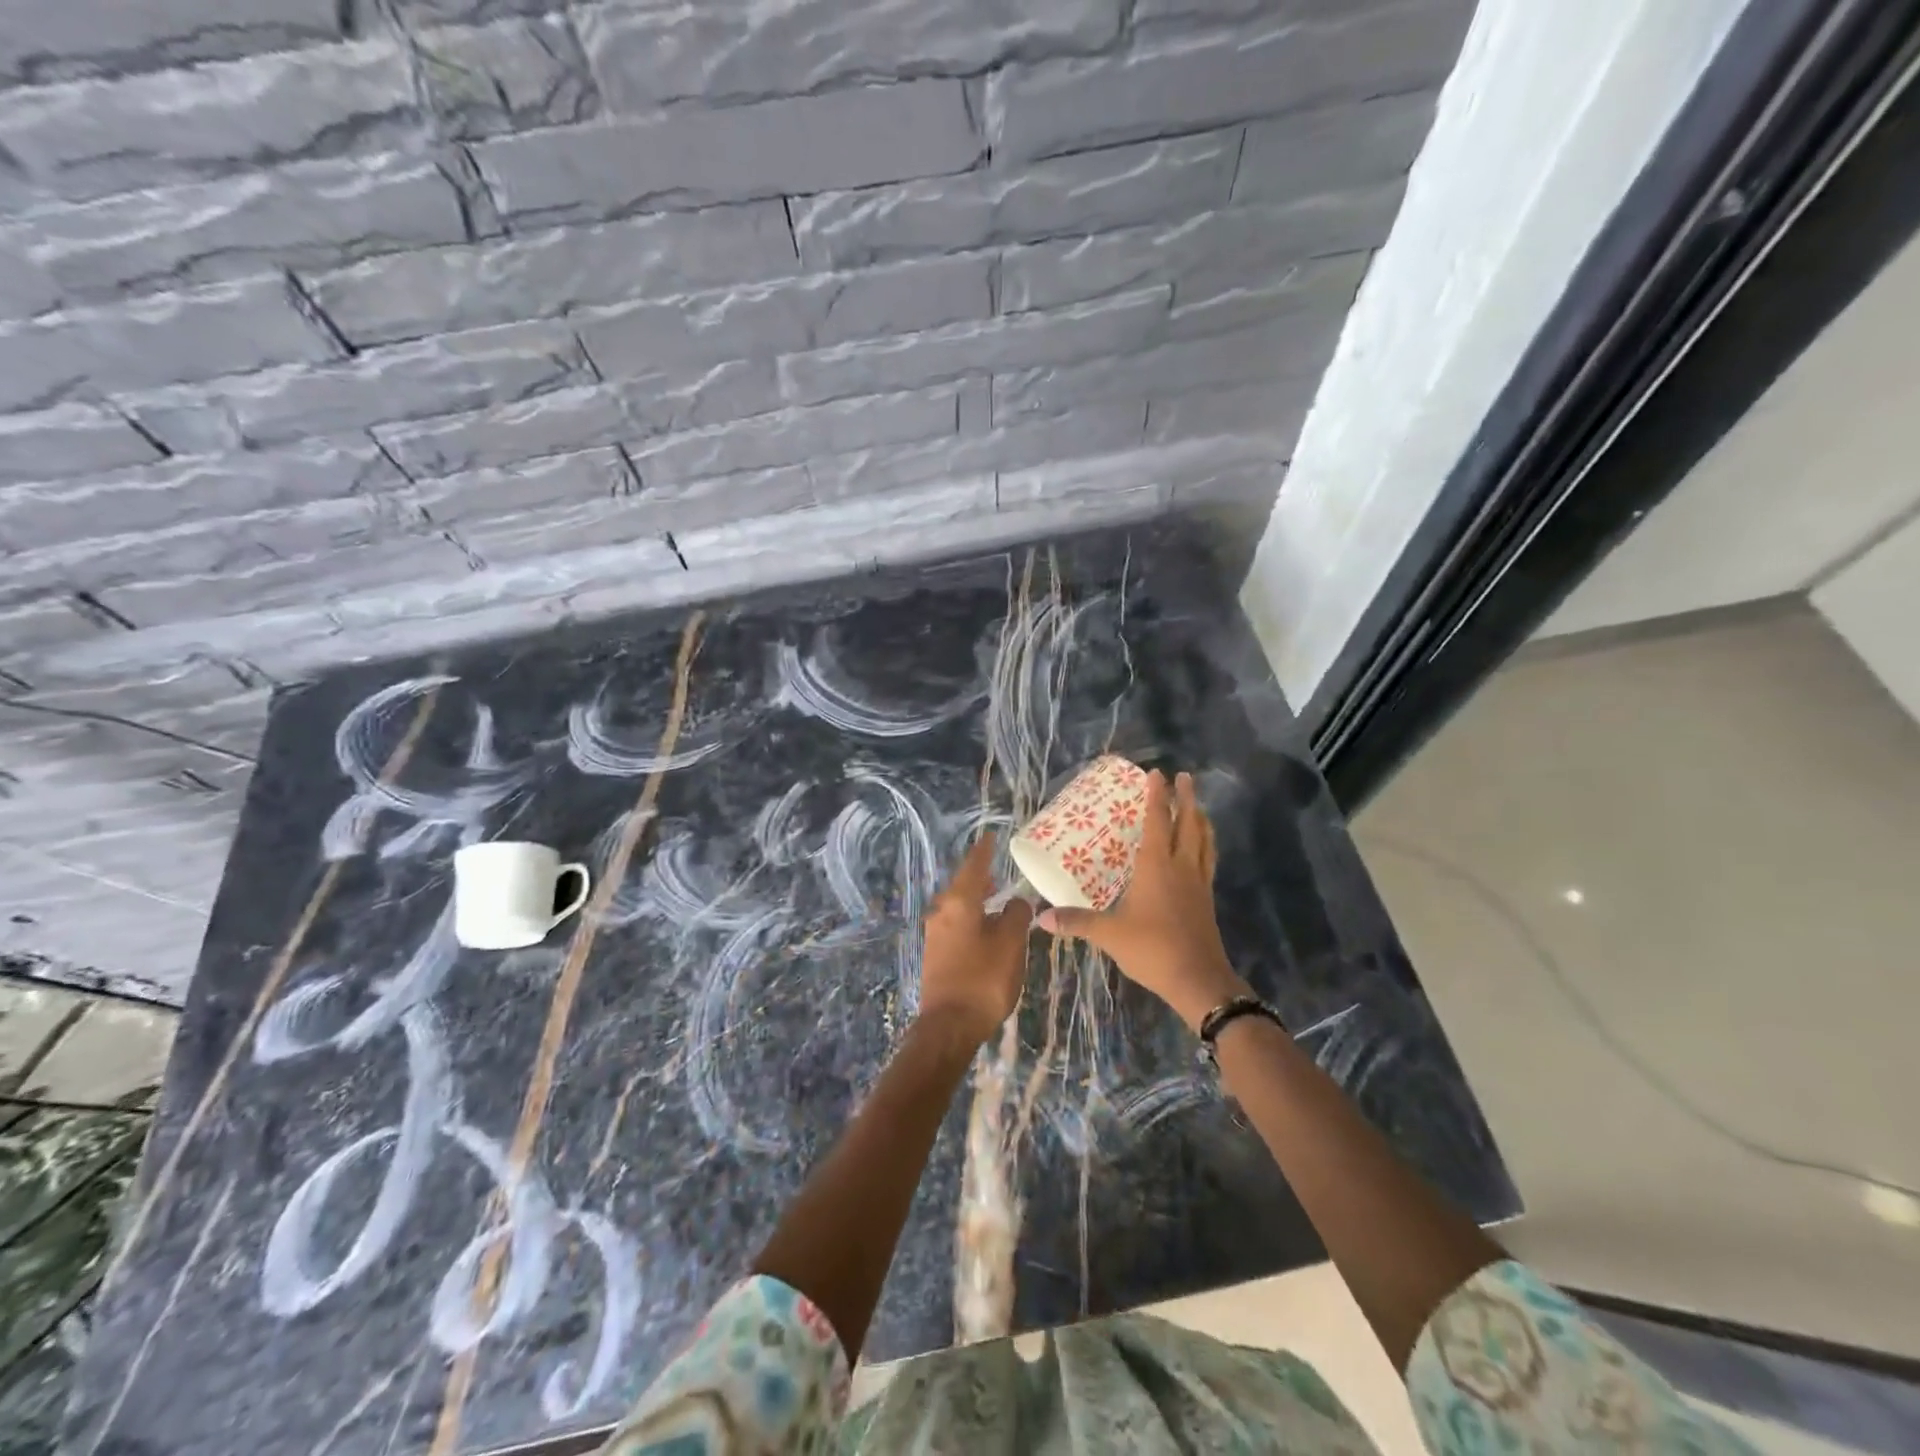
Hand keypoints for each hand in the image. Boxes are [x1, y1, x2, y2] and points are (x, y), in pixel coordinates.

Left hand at [917, 836, 1034, 1043]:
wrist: (949, 1026)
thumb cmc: (984, 979)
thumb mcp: (1010, 944)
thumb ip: (1016, 916)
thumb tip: (1017, 901)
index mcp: (959, 902)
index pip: (974, 866)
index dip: (984, 850)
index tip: (991, 836)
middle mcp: (942, 912)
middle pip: (962, 885)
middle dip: (980, 876)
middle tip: (998, 868)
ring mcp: (935, 934)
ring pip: (958, 906)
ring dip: (976, 899)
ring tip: (995, 897)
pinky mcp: (935, 954)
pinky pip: (955, 924)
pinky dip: (971, 918)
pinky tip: (984, 927)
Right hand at [1037, 771, 1246, 1031]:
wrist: (1198, 979)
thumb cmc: (1153, 948)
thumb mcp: (1109, 934)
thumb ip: (1077, 921)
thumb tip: (1041, 917)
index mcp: (1157, 866)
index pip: (1158, 821)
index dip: (1157, 796)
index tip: (1157, 773)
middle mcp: (1181, 866)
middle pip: (1188, 823)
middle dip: (1186, 798)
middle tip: (1185, 777)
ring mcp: (1198, 883)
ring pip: (1204, 841)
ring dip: (1200, 819)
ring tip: (1197, 806)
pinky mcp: (1207, 900)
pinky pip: (1208, 861)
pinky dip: (1205, 845)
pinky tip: (1201, 850)